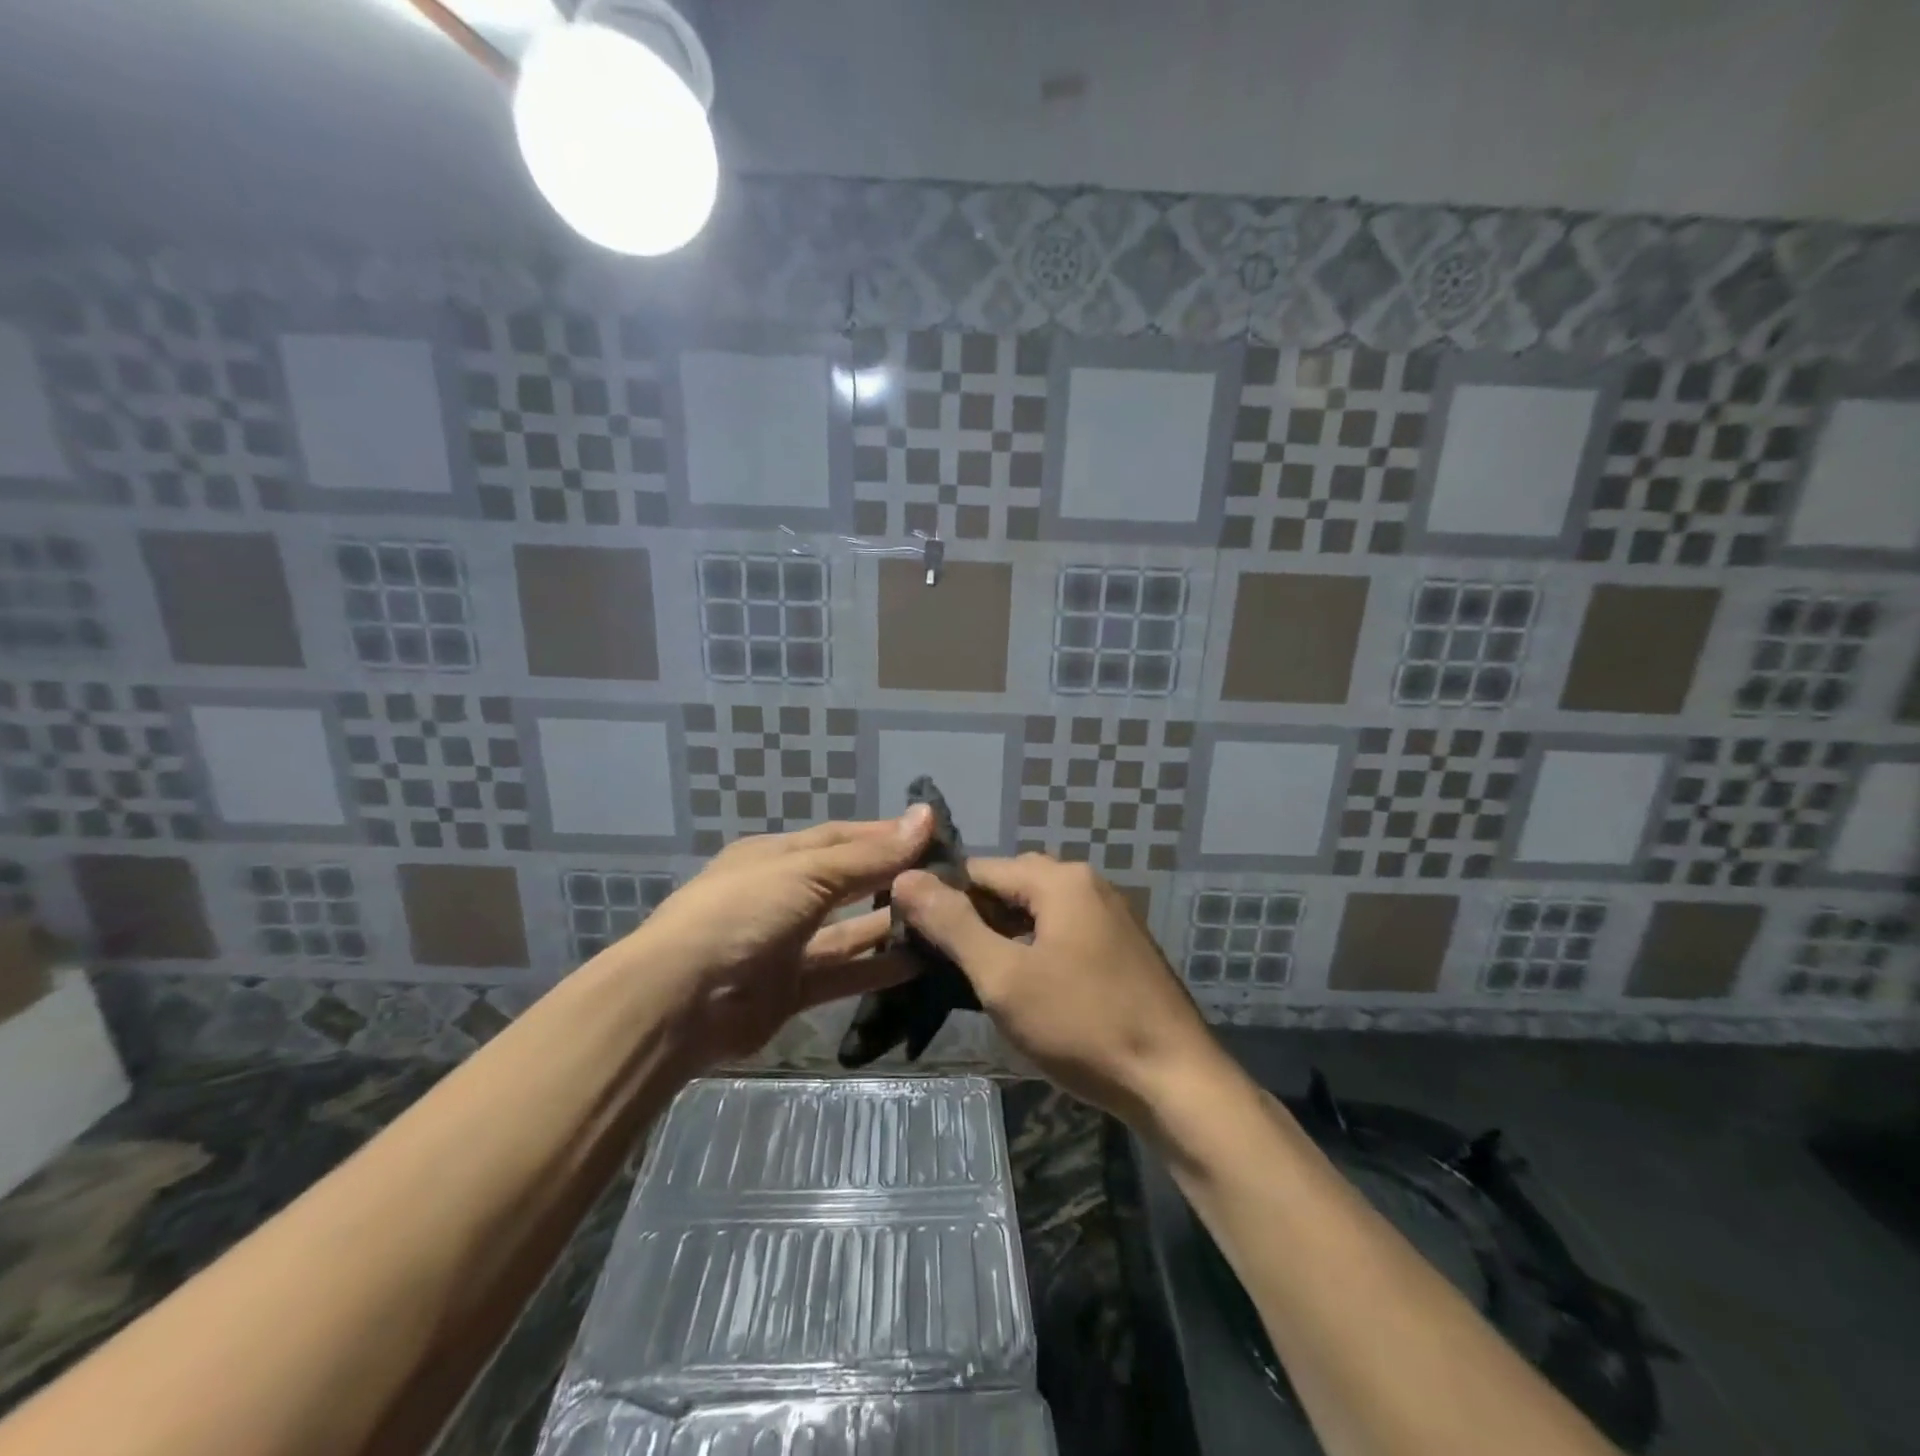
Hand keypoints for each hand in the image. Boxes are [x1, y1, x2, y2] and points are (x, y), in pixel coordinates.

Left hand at [619, 809, 933, 1065]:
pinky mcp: (791, 989)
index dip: (885, 835)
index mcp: (777, 857)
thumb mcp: (807, 874)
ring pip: (848, 930)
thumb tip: (926, 816)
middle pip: (847, 882)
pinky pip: (843, 973)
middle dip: (891, 879)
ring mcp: (786, 944)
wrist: (679, 1001)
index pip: (842, 837)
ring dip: (888, 925)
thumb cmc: (743, 914)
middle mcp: (783, 896)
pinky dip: (876, 969)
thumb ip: (870, 855)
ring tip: (940, 920)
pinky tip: (919, 964)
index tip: (934, 835)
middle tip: (945, 880)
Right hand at [890, 853, 1222, 1121]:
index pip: (981, 870)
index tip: (915, 938)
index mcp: (1061, 880)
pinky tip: (1025, 986)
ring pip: (1039, 911)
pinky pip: (1064, 931)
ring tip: (979, 978)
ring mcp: (1111, 915)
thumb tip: (906, 876)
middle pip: (1011, 886)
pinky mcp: (1122, 946)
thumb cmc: (1083, 1026)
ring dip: (1005, 936)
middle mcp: (1088, 884)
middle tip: (946, 964)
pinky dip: (1036, 948)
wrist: (1176, 1082)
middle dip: (975, 918)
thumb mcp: (1004, 978)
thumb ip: (953, 925)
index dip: (943, 899)